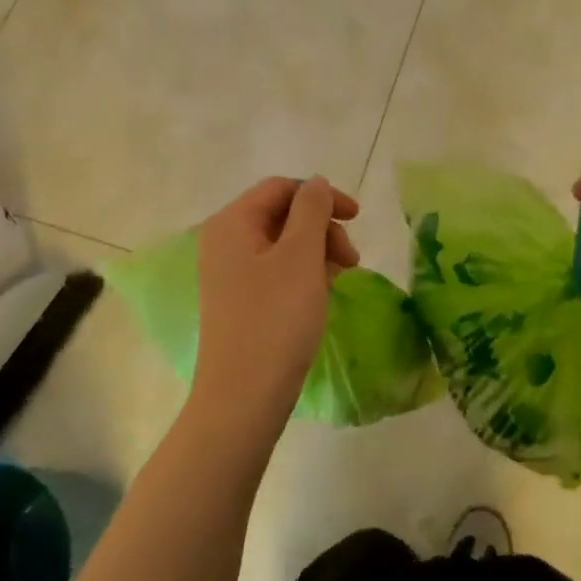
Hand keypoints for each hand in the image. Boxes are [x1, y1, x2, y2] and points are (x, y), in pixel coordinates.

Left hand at [191, 176, 358, 444]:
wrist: (244, 396)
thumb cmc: (275, 319)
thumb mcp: (301, 256)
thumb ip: (312, 210)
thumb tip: (314, 183)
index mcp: (231, 223)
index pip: (281, 188)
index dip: (322, 195)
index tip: (358, 218)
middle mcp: (223, 242)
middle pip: (281, 215)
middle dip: (322, 228)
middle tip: (352, 260)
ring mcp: (228, 274)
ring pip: (282, 245)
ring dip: (317, 252)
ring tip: (340, 278)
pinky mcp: (238, 302)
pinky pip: (275, 271)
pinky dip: (303, 273)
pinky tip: (322, 293)